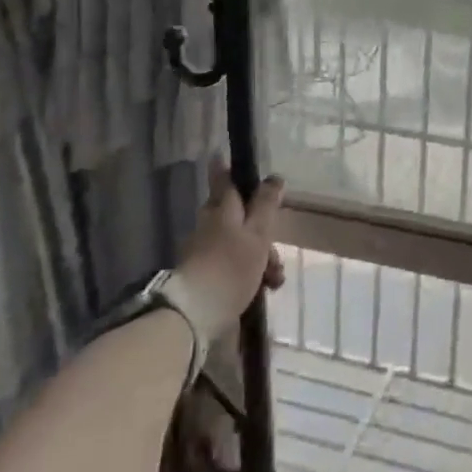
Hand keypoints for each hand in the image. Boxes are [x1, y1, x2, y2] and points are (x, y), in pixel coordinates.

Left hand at [175, 158, 285, 341]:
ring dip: (261, 256)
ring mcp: (204, 252)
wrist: (194, 315)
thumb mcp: (258, 233)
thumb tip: (274, 177)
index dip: (225, 169)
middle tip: (276, 245)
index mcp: (222, 210)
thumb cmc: (230, 266)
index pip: (223, 180)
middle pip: (236, 214)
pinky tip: (263, 290)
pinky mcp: (205, 277)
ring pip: (239, 243)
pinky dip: (250, 273)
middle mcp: (210, 226)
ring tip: (275, 278)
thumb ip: (266, 205)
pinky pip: (233, 266)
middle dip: (260, 227)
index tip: (221, 156)